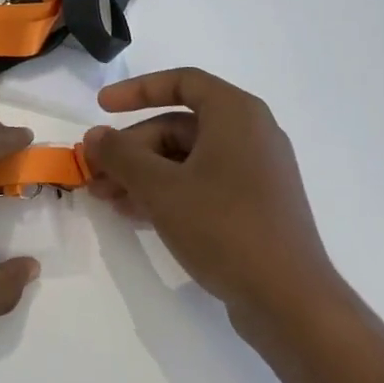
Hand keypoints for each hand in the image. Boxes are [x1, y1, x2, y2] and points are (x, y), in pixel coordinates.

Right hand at [83, 69, 337, 321]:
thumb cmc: (224, 226)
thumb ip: (121, 156)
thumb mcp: (161, 188)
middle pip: (177, 126)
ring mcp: (254, 172)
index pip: (182, 82)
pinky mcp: (254, 206)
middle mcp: (249, 134)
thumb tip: (94, 136)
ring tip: (106, 199)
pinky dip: (167, 192)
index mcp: (236, 114)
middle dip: (132, 149)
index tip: (101, 107)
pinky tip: (135, 215)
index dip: (137, 90)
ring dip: (143, 174)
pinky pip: (202, 184)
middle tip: (96, 172)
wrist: (289, 300)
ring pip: (186, 159)